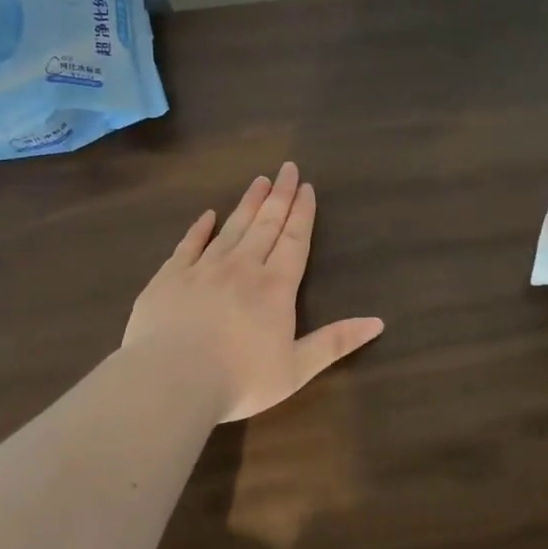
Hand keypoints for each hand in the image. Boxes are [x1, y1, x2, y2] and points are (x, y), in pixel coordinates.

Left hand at [124, 162, 384, 421]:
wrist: (171, 379)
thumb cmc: (240, 379)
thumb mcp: (297, 369)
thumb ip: (335, 342)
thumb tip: (378, 322)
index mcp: (275, 287)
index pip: (294, 241)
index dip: (302, 213)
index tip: (307, 187)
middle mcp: (242, 268)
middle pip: (265, 225)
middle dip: (279, 196)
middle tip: (287, 168)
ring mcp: (203, 269)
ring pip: (231, 228)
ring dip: (247, 204)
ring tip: (259, 181)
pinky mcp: (169, 277)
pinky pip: (188, 244)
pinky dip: (199, 228)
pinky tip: (207, 215)